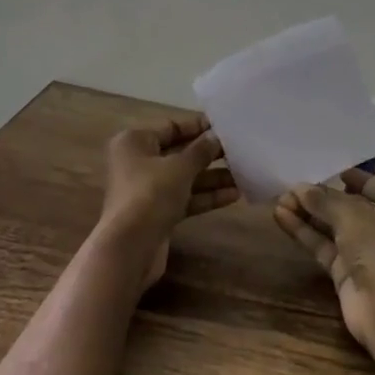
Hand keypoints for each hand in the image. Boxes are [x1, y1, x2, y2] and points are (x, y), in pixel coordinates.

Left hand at [101, 114, 235, 287]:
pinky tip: (234, 195)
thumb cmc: (150, 194)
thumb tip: (215, 137)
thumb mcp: (180, 167)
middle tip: (240, 151)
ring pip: (185, 178)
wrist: (130, 247)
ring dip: (213, 177)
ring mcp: (148, 190)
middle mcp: (138, 162)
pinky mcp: (158, 213)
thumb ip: (200, 151)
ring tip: (244, 174)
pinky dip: (206, 196)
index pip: (171, 127)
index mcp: (135, 142)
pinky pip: (186, 198)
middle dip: (209, 154)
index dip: (198, 126)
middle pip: (179, 153)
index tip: (225, 127)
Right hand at [274, 167, 374, 348]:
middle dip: (320, 197)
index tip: (330, 170)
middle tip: (290, 187)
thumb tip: (299, 188)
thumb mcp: (351, 215)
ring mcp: (361, 251)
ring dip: (307, 214)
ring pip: (330, 226)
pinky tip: (281, 217)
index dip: (355, 178)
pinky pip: (321, 245)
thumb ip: (323, 200)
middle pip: (347, 206)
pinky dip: (303, 232)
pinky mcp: (343, 272)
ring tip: (279, 200)